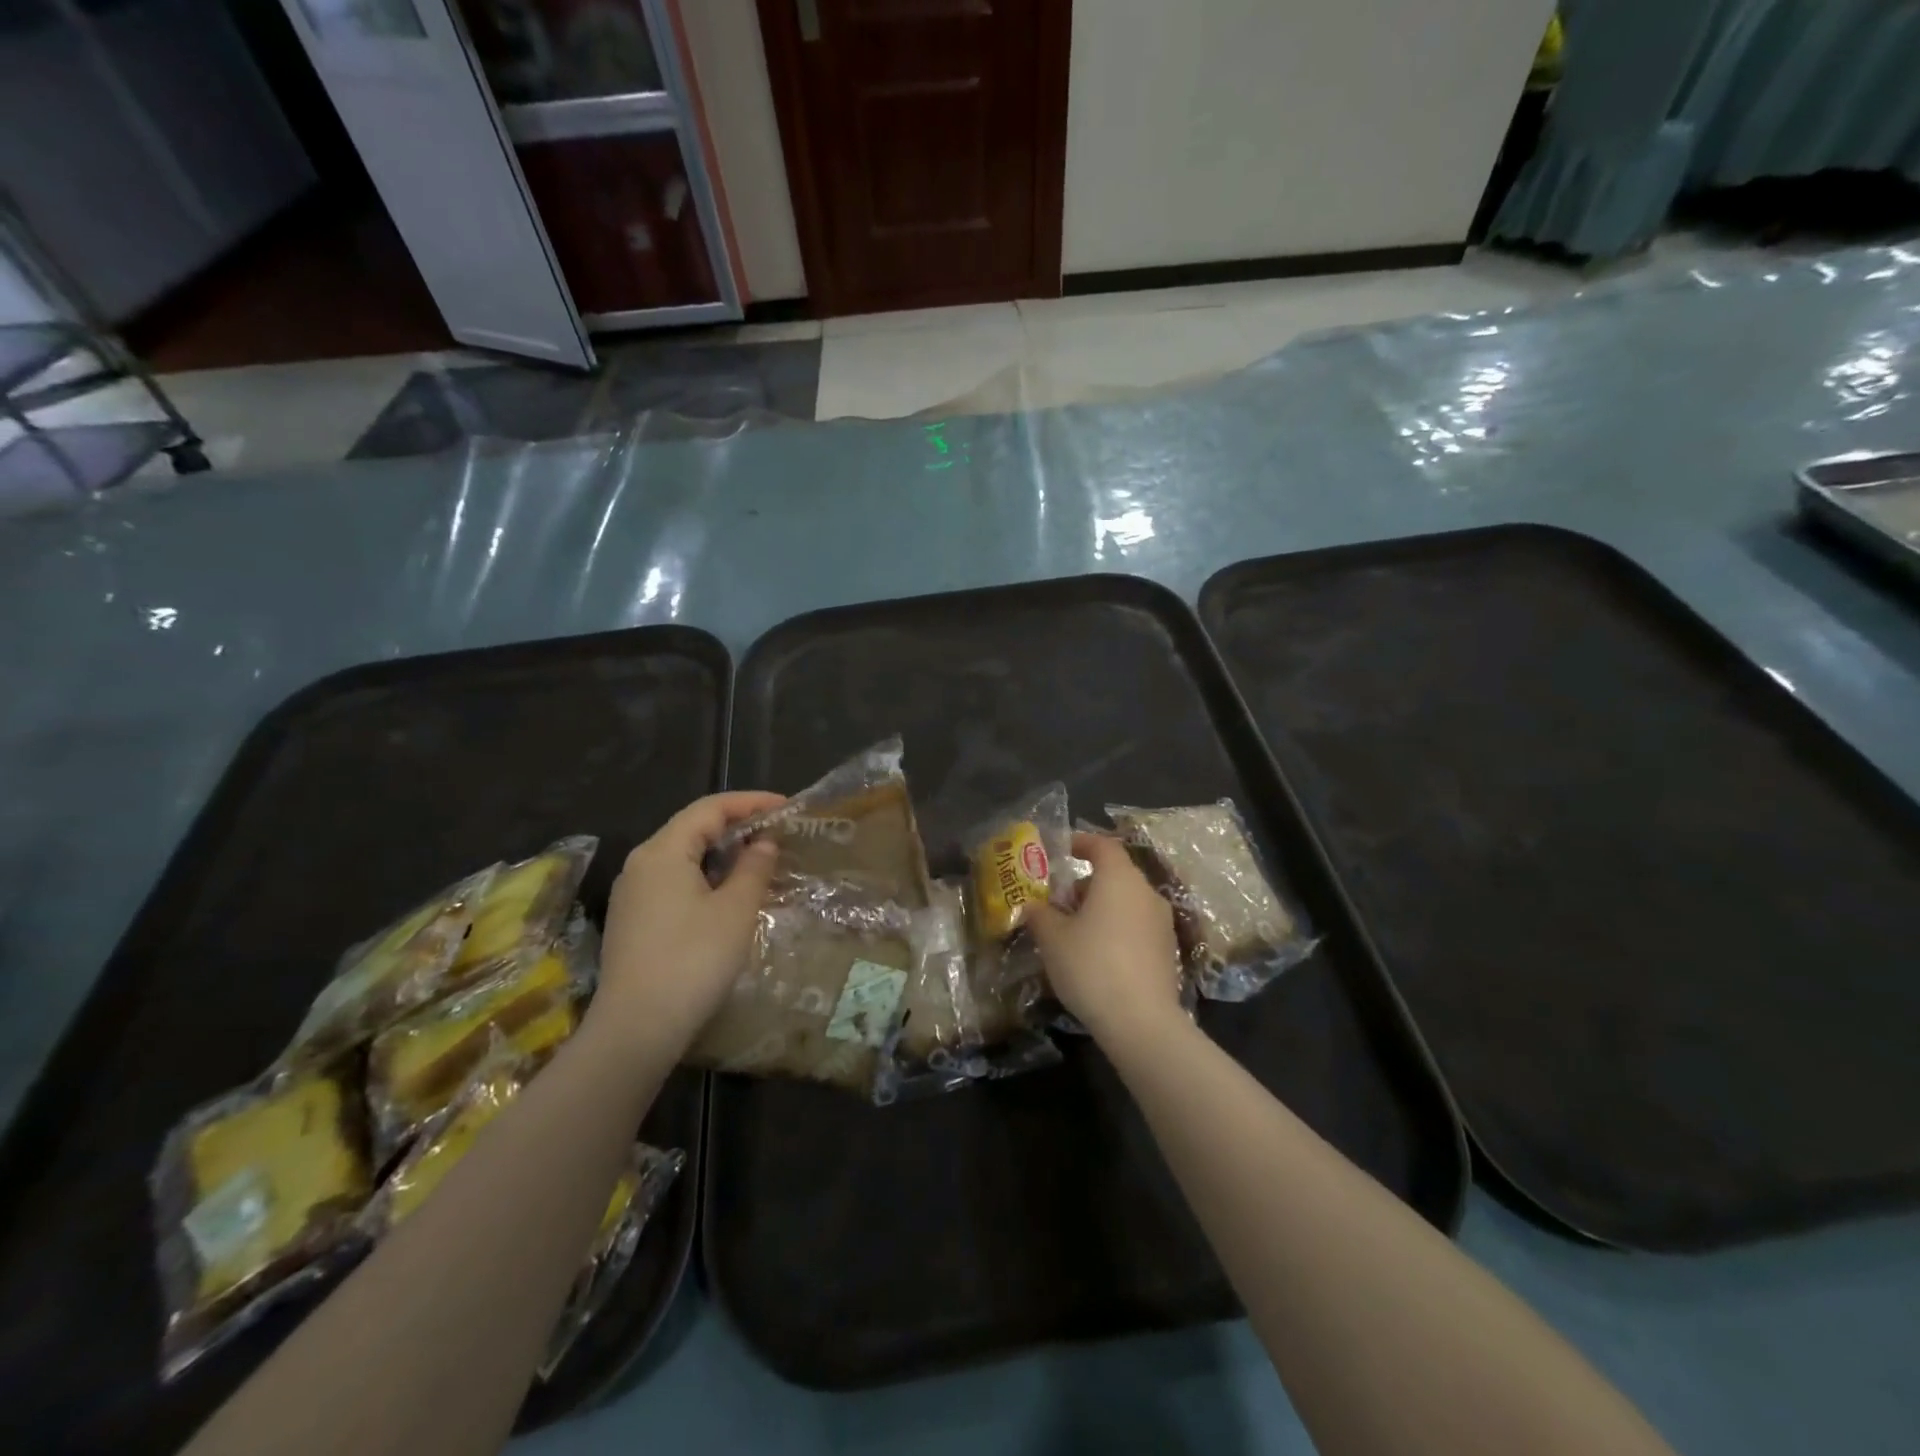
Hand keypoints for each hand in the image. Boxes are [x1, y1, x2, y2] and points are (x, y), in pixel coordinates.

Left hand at [590, 791, 784, 1056]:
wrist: (637, 1028)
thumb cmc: (693, 960)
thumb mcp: (736, 910)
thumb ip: (754, 868)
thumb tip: (763, 843)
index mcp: (663, 851)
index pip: (710, 808)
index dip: (751, 802)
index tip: (787, 807)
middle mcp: (641, 863)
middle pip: (693, 828)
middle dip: (737, 825)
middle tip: (778, 833)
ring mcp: (633, 893)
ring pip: (683, 856)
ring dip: (722, 853)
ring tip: (760, 861)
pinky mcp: (634, 920)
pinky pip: (674, 881)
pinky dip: (706, 876)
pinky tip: (729, 894)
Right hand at [1027, 832, 1184, 1045]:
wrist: (1142, 1022)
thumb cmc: (1091, 966)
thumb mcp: (1052, 938)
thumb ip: (1038, 914)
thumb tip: (1031, 906)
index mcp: (1119, 878)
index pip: (1102, 845)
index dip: (1081, 842)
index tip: (1062, 849)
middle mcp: (1146, 892)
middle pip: (1116, 874)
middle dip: (1087, 882)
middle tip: (1060, 900)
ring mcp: (1162, 922)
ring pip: (1127, 901)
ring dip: (1102, 906)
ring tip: (1075, 930)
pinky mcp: (1167, 950)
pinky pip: (1137, 925)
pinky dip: (1117, 928)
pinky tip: (1099, 954)